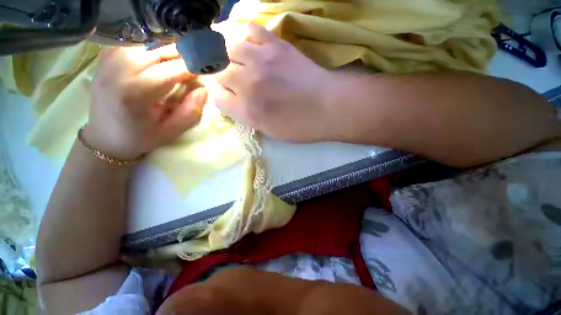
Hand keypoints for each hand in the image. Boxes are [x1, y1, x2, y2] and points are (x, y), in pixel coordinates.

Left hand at [85, 46, 207, 159]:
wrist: (105, 136)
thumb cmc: (141, 137)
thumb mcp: (172, 131)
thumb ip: (191, 111)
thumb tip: (203, 88)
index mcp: (136, 93)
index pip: (172, 69)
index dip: (193, 68)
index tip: (205, 71)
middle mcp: (119, 70)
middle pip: (159, 50)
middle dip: (182, 56)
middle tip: (193, 67)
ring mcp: (109, 61)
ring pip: (148, 43)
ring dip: (167, 52)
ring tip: (177, 65)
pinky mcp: (105, 57)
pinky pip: (134, 44)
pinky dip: (151, 49)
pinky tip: (157, 61)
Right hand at [210, 23, 334, 142]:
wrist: (327, 107)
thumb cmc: (299, 126)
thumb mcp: (269, 130)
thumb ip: (246, 115)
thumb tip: (232, 99)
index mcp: (247, 111)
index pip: (217, 97)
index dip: (220, 96)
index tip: (228, 96)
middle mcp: (248, 84)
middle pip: (217, 71)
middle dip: (220, 76)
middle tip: (231, 80)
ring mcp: (261, 61)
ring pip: (226, 48)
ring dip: (228, 56)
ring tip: (237, 62)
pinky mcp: (276, 45)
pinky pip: (249, 30)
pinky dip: (244, 36)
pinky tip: (249, 46)